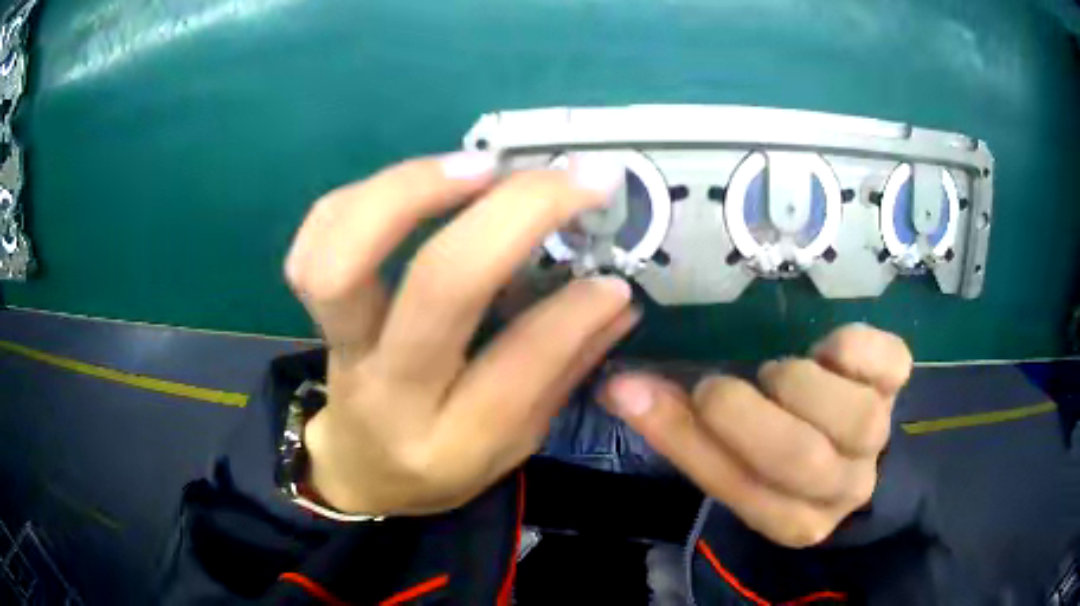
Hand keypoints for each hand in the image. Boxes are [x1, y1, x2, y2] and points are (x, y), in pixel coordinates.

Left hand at [285, 152, 639, 515]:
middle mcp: (390, 393)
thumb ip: (563, 371)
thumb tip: (616, 297)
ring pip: (346, 259)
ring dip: (416, 189)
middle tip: (567, 181)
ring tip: (483, 166)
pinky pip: (313, 243)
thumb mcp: (512, 446)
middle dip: (515, 214)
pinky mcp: (313, 317)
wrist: (359, 469)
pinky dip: (362, 195)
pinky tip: (417, 183)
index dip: (575, 309)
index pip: (519, 364)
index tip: (614, 275)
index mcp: (454, 441)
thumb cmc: (441, 463)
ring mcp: (340, 349)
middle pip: (438, 288)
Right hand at [600, 324, 911, 547]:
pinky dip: (853, 346)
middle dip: (749, 416)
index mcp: (793, 520)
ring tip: (781, 373)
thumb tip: (621, 386)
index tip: (649, 390)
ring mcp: (880, 435)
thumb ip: (681, 428)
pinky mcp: (899, 384)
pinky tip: (828, 351)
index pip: (740, 487)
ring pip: (854, 416)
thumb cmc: (782, 453)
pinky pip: (888, 362)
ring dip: (802, 384)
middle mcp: (844, 489)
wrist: (850, 440)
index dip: (693, 437)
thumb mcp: (731, 456)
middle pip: (803, 458)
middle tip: (722, 387)